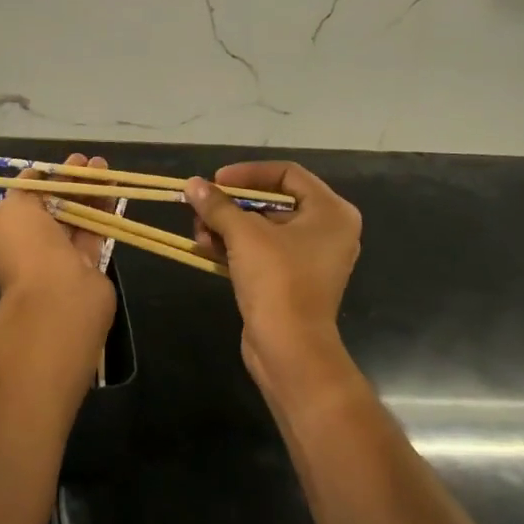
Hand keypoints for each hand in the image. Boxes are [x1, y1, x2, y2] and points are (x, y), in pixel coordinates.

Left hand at [0, 153, 116, 337]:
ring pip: (71, 218)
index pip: (14, 204)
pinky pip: (91, 233)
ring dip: (85, 191)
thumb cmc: (24, 245)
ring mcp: (53, 261)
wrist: (56, 294)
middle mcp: (21, 251)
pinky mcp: (82, 268)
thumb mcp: (11, 207)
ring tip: (102, 166)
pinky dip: (100, 210)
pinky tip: (111, 187)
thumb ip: (22, 191)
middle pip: (46, 209)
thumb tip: (31, 180)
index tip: (51, 167)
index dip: (34, 182)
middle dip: (64, 183)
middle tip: (83, 161)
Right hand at [185, 163, 361, 402]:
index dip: (249, 173)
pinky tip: (206, 247)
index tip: (217, 180)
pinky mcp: (293, 280)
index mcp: (331, 212)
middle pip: (273, 201)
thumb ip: (218, 205)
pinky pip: (263, 251)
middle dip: (233, 204)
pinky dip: (236, 247)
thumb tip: (192, 184)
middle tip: (202, 206)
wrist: (289, 350)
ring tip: (198, 231)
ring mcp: (311, 258)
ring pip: (263, 228)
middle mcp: (328, 230)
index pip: (287, 173)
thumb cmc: (277, 280)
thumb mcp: (244, 234)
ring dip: (228, 226)